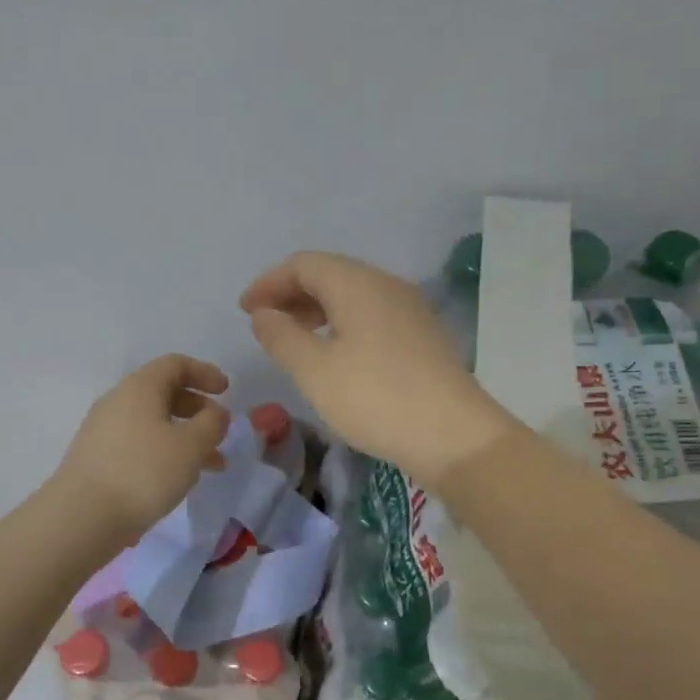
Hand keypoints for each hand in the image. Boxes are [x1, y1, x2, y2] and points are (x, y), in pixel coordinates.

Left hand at [53, 355, 231, 540]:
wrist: (82, 517)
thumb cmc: (143, 472)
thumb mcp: (191, 446)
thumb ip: (212, 424)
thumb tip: (216, 414)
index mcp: (140, 388)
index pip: (175, 364)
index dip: (205, 373)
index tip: (227, 391)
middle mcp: (118, 402)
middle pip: (164, 393)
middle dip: (198, 410)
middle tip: (220, 432)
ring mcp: (104, 431)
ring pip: (154, 423)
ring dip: (186, 437)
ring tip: (211, 466)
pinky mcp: (98, 458)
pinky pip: (140, 444)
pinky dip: (165, 452)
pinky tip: (178, 479)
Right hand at [241, 252, 514, 486]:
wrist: (454, 435)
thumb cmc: (375, 398)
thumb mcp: (315, 370)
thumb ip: (282, 337)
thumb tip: (264, 313)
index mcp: (357, 284)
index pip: (304, 264)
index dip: (269, 283)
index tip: (245, 311)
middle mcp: (387, 285)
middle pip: (331, 274)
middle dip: (292, 294)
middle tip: (266, 325)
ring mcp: (411, 310)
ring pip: (354, 296)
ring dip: (318, 310)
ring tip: (295, 340)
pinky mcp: (423, 337)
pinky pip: (373, 316)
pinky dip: (344, 325)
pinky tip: (337, 356)